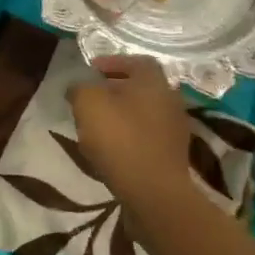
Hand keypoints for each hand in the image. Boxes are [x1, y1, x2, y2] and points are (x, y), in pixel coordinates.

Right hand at [67, 55, 193, 204]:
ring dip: (121, 114)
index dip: (112, 62)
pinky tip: (111, 148)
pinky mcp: (172, 155)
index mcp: (154, 81)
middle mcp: (170, 99)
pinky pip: (147, 136)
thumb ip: (80, 88)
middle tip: (91, 97)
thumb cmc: (120, 138)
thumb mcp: (88, 103)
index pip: (136, 61)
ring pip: (143, 112)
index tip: (91, 71)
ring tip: (96, 124)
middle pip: (140, 87)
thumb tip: (79, 87)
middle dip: (114, 89)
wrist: (154, 192)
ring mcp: (175, 129)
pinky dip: (129, 136)